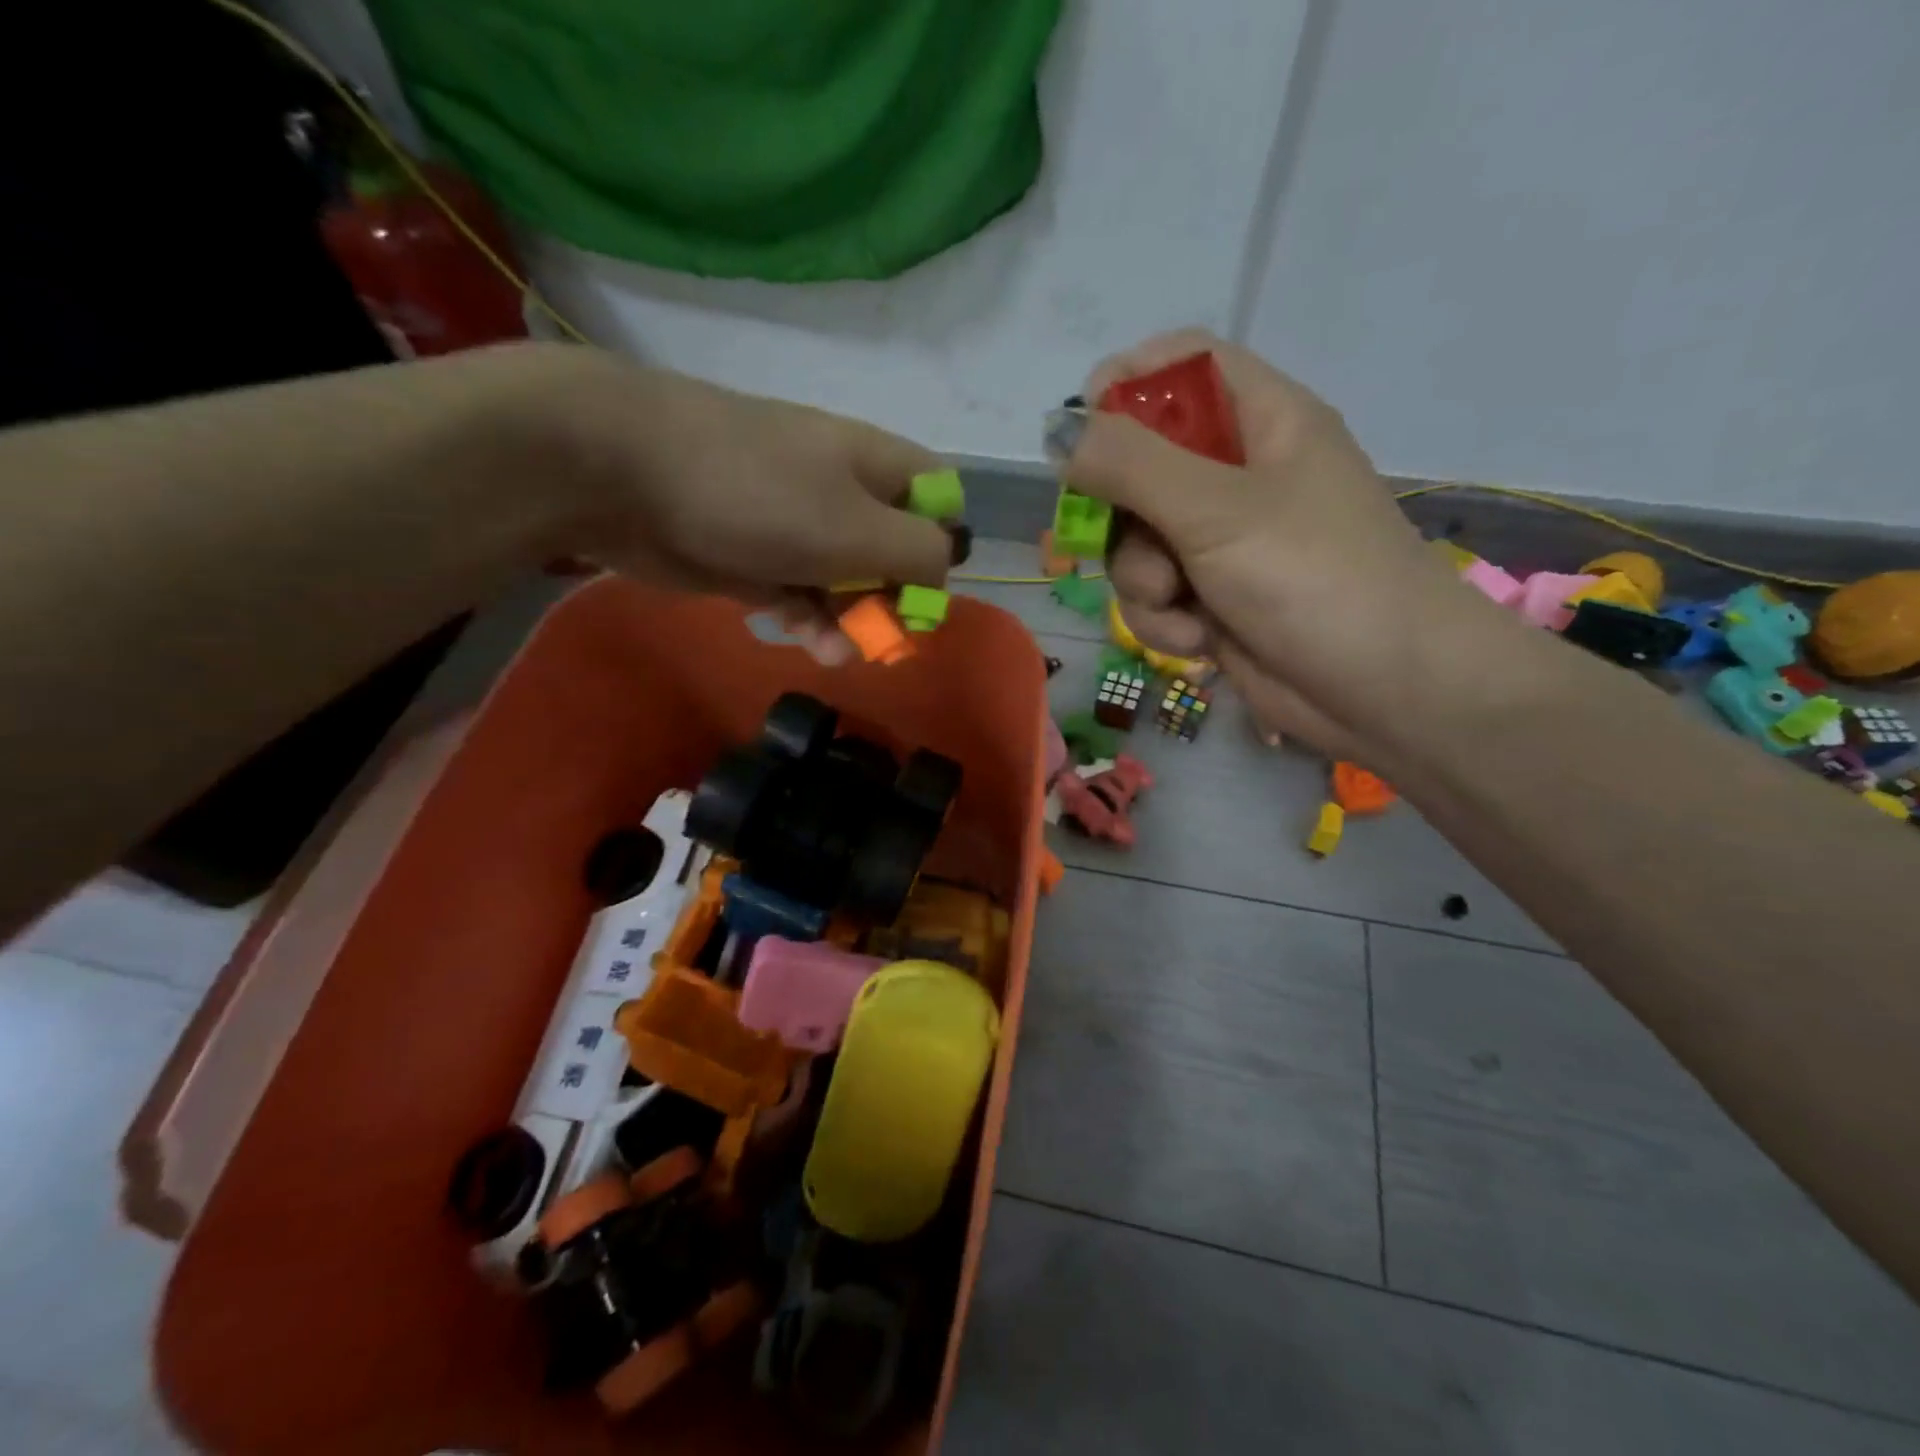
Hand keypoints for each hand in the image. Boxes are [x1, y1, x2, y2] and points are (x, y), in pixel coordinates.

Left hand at [543, 347, 952, 662]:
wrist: (625, 475)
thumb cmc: (761, 495)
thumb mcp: (859, 527)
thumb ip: (919, 552)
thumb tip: (942, 572)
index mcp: (876, 467)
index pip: (936, 499)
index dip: (942, 545)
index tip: (925, 590)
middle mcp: (841, 492)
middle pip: (891, 550)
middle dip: (892, 598)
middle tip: (883, 637)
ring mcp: (794, 525)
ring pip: (844, 581)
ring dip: (851, 620)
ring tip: (839, 652)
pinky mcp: (754, 557)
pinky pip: (799, 594)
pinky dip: (809, 620)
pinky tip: (811, 643)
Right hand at [1070, 330, 1488, 760]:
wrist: (1382, 691)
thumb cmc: (1314, 578)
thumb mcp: (1216, 510)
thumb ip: (1130, 465)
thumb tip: (1057, 430)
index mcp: (1263, 421)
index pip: (1184, 368)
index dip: (1128, 386)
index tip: (1082, 430)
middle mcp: (1241, 475)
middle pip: (1142, 465)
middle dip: (1122, 514)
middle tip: (1129, 538)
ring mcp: (1225, 543)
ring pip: (1138, 542)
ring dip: (1141, 580)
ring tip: (1177, 604)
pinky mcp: (1214, 600)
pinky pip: (1156, 595)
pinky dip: (1164, 620)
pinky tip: (1197, 640)